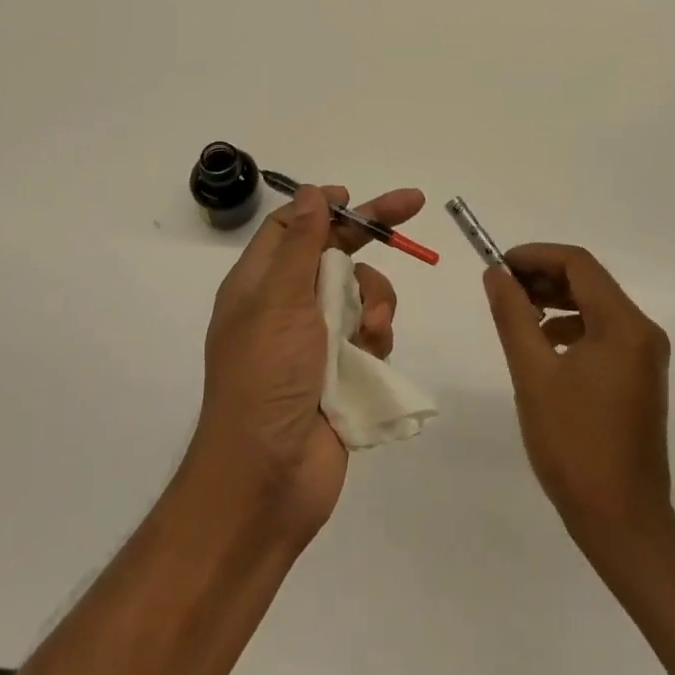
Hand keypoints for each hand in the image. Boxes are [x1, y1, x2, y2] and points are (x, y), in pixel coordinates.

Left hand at [192, 183, 421, 544]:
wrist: (267, 482)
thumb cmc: (266, 379)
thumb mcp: (279, 301)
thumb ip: (300, 244)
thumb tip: (310, 192)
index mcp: (261, 283)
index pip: (292, 226)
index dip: (323, 206)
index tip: (355, 197)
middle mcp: (287, 305)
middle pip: (334, 252)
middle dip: (371, 232)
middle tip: (413, 206)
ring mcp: (315, 341)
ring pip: (359, 293)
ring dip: (373, 299)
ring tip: (370, 328)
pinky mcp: (341, 372)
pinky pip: (370, 334)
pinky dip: (376, 337)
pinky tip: (371, 355)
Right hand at [483, 244, 674, 560]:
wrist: (623, 522)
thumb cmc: (575, 444)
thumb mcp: (533, 373)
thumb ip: (512, 315)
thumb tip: (495, 273)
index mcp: (623, 325)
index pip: (578, 264)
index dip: (535, 256)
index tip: (499, 265)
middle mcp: (642, 332)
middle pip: (589, 281)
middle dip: (543, 277)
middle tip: (502, 288)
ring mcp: (645, 357)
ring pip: (595, 306)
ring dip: (555, 301)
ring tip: (517, 314)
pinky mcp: (639, 378)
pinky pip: (603, 333)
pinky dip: (570, 326)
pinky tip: (543, 345)